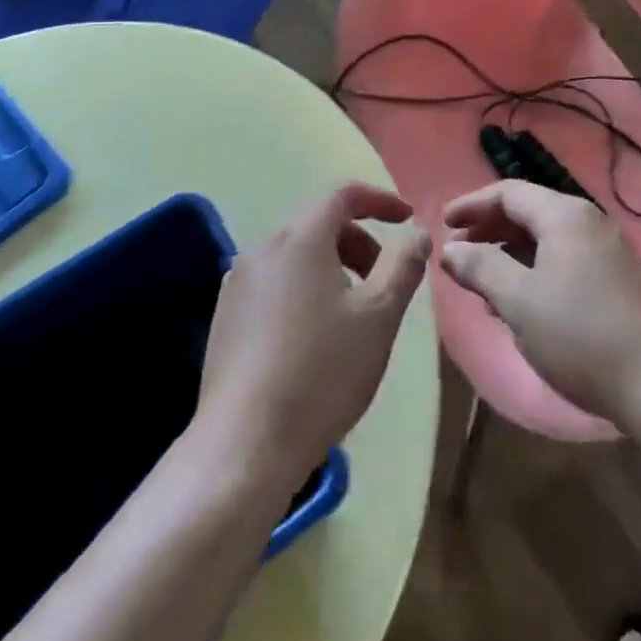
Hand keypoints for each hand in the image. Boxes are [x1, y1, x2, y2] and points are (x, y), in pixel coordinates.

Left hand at [194, 183, 429, 488]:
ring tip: (353, 314)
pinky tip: (314, 338)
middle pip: (318, 224)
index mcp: (299, 238)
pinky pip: (274, 283)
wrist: (244, 446)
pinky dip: (303, 289)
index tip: (406, 220)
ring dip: (332, 267)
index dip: (379, 200)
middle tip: (384, 282)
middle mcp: (262, 248)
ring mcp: (236, 282)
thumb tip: (416, 232)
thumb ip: (403, 265)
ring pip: (295, 255)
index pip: (343, 194)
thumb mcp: (379, 317)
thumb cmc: (322, 373)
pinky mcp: (224, 316)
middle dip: (358, 242)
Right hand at [441, 180, 640, 431]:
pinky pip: (564, 259)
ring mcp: (608, 250)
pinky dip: (534, 270)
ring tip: (481, 281)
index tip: (443, 224)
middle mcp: (588, 221)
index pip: (508, 193)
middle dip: (489, 229)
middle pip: (528, 211)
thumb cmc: (583, 336)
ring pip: (546, 238)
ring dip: (509, 253)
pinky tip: (520, 302)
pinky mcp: (618, 279)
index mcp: (565, 215)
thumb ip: (480, 268)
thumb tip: (449, 249)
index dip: (471, 206)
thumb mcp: (519, 301)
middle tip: (458, 252)